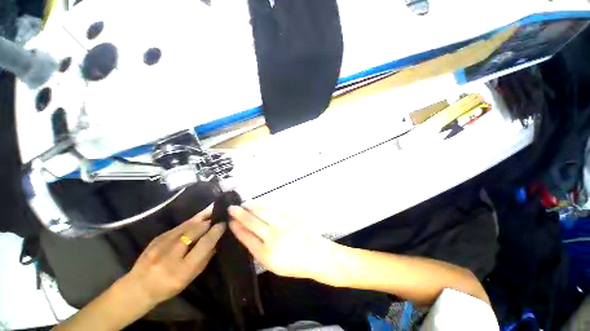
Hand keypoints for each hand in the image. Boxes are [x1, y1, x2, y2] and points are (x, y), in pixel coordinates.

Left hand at [126, 204, 224, 305]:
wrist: (138, 287)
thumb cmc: (168, 287)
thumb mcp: (190, 278)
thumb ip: (204, 259)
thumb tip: (217, 240)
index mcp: (182, 270)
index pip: (203, 245)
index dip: (215, 232)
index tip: (223, 224)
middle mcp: (171, 255)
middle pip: (194, 232)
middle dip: (208, 222)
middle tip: (219, 215)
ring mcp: (161, 245)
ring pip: (186, 226)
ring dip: (201, 217)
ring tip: (212, 209)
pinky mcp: (157, 238)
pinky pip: (178, 227)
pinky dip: (191, 221)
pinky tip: (198, 217)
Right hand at [228, 206, 336, 280]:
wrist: (314, 254)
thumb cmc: (292, 263)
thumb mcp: (271, 264)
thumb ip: (258, 249)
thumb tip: (246, 233)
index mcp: (266, 253)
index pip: (247, 237)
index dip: (237, 228)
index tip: (230, 221)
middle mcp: (274, 237)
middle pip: (253, 222)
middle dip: (240, 214)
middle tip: (232, 208)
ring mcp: (283, 224)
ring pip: (263, 211)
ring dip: (252, 207)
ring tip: (244, 205)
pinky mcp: (290, 216)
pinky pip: (274, 208)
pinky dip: (264, 205)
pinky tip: (259, 205)